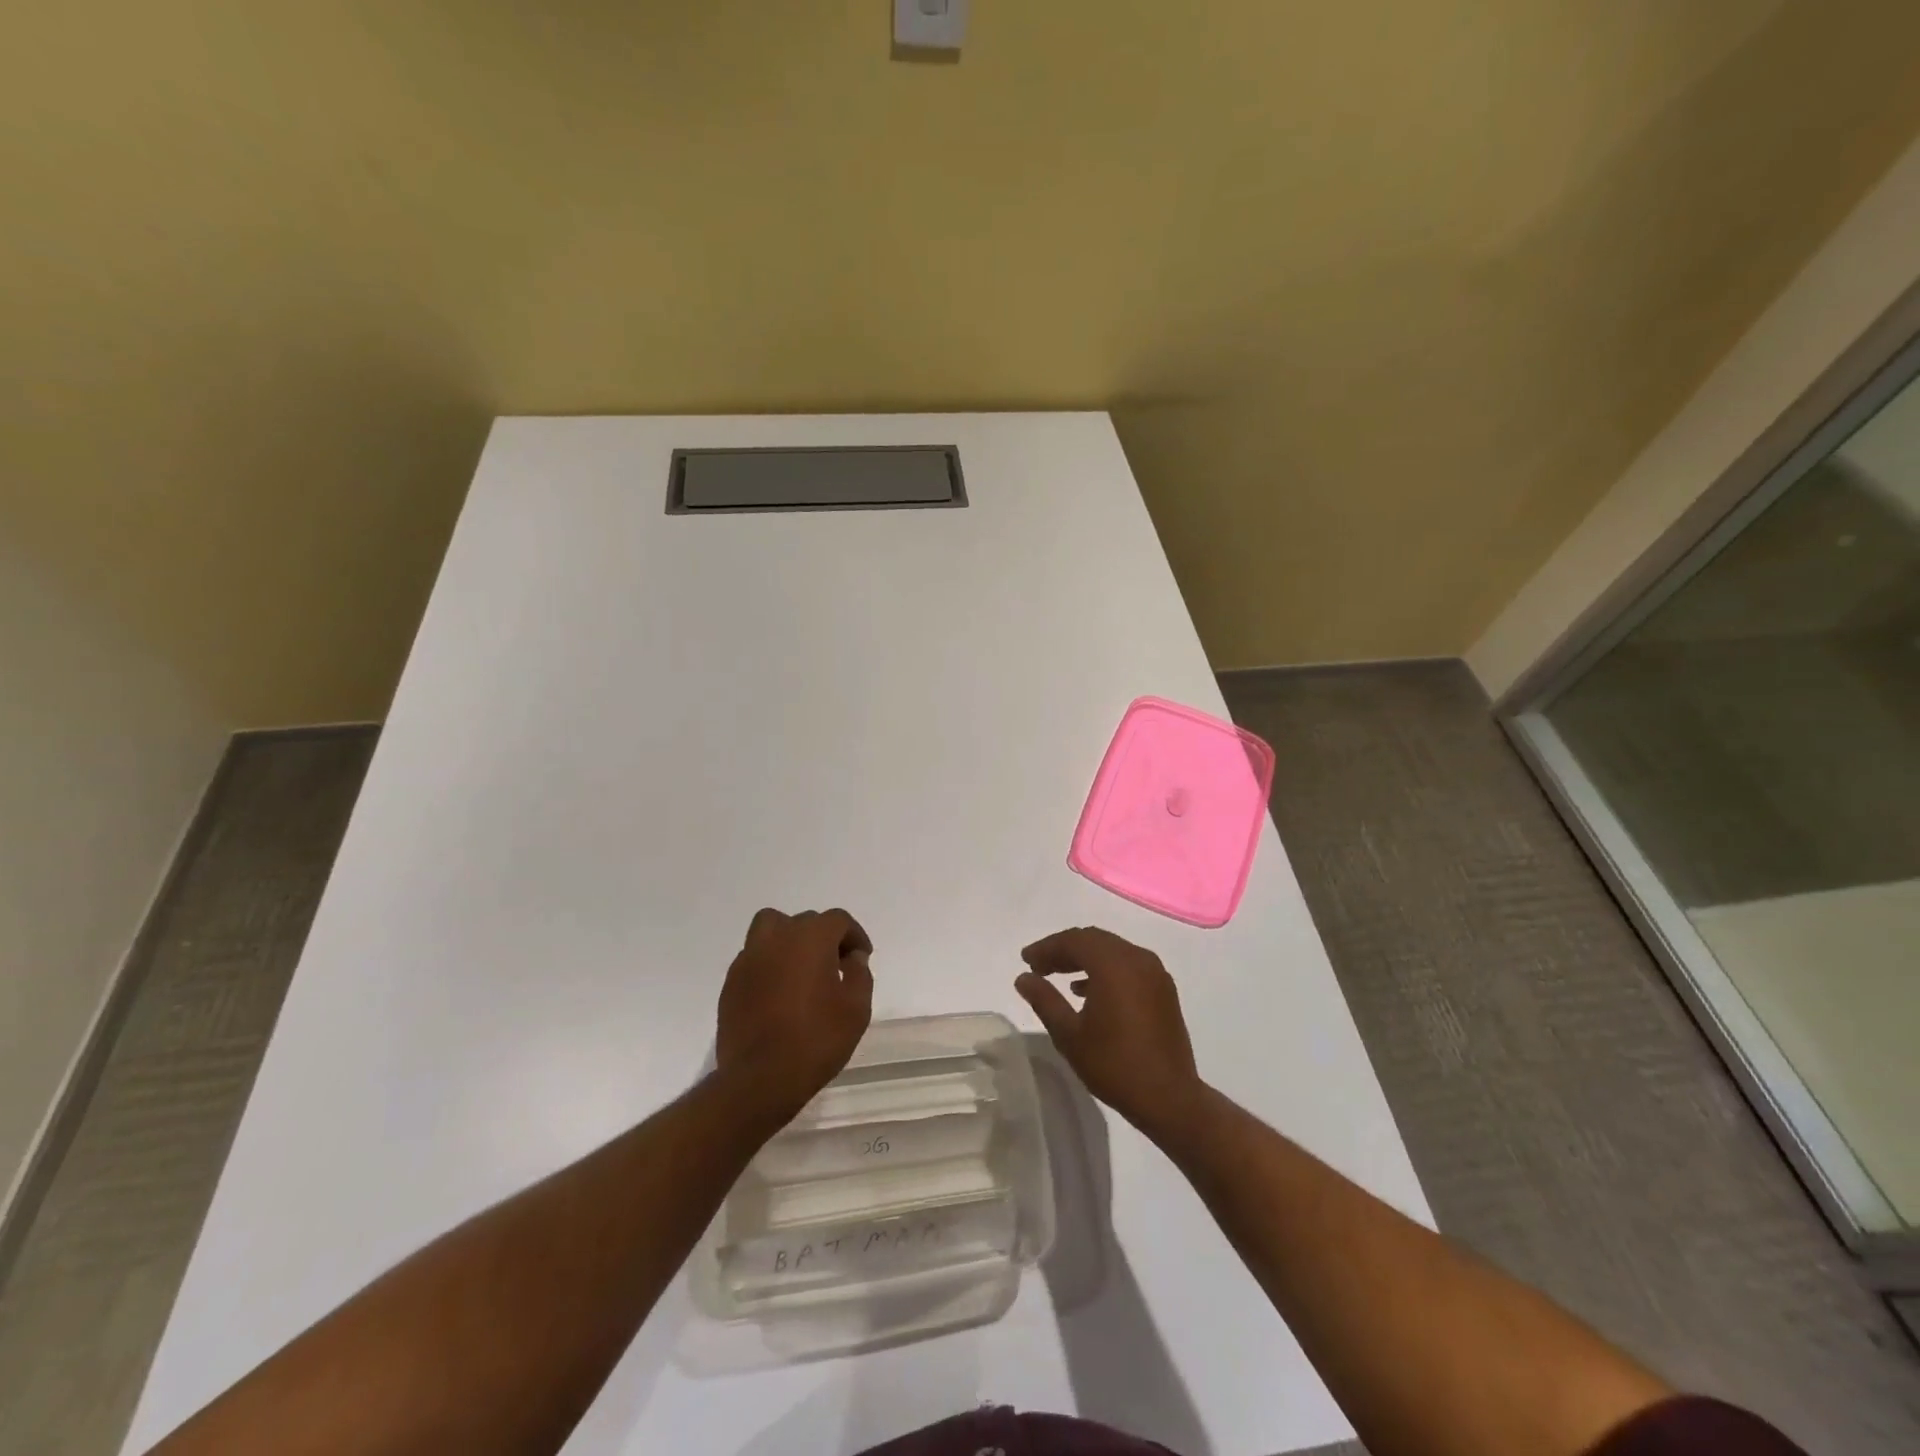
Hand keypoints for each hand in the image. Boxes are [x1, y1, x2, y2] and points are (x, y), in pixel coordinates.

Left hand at [716, 907, 873, 1124]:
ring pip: (771, 929)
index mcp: (810, 938)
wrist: (760, 1079)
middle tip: (835, 966)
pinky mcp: (731, 982)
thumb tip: (852, 957)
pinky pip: (754, 957)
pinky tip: (779, 992)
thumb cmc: (816, 1040)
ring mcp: (749, 958)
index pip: (837, 920)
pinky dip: (769, 963)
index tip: (861, 958)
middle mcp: (777, 938)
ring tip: (801, 968)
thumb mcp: (856, 1009)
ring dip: (789, 940)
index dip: (854, 936)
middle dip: (824, 938)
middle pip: (805, 922)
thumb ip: (859, 974)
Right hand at [1016, 926, 1205, 1140]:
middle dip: (1064, 949)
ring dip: (1084, 958)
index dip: (1047, 947)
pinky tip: (1087, 990)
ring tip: (1058, 976)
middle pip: (1094, 940)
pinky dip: (1105, 968)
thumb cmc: (1114, 1065)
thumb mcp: (1069, 1035)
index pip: (1074, 941)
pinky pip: (1128, 965)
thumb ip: (1044, 1000)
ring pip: (1112, 950)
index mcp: (1114, 965)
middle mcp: (1137, 959)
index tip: (1026, 959)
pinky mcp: (1163, 989)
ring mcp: (1154, 973)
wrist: (1169, 1099)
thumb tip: (1023, 977)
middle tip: (1039, 966)